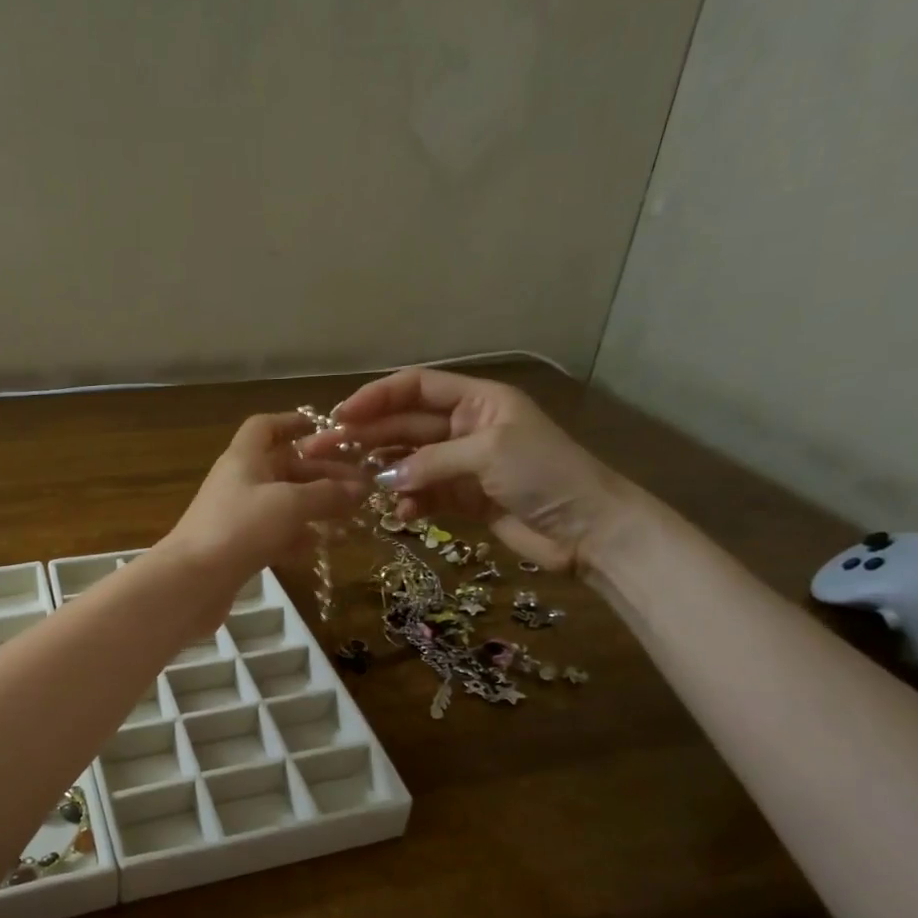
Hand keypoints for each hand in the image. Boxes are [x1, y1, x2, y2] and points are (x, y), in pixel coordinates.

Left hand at [161, 412, 367, 585]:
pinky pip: (276, 533)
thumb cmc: (240, 528)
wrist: (191, 582)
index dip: (293, 423)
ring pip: (283, 502)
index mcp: (244, 457)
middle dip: (321, 472)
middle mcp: (240, 481)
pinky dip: (299, 536)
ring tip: (352, 514)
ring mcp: (238, 516)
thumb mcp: (290, 504)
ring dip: (315, 505)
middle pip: (283, 466)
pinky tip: (323, 545)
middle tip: (361, 485)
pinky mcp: (239, 548)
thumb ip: (327, 494)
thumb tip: (361, 487)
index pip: (266, 427)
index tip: (327, 431)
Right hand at [306, 368, 637, 572]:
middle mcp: (465, 427)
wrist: (591, 530)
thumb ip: (430, 461)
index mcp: (477, 400)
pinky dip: (409, 502)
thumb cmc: (545, 475)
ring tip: (357, 485)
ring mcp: (464, 464)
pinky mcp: (465, 499)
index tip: (342, 414)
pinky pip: (424, 494)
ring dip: (384, 471)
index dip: (377, 396)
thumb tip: (382, 477)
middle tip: (326, 451)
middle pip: (406, 424)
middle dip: (368, 435)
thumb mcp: (488, 453)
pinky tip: (399, 513)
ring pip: (410, 461)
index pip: (417, 387)